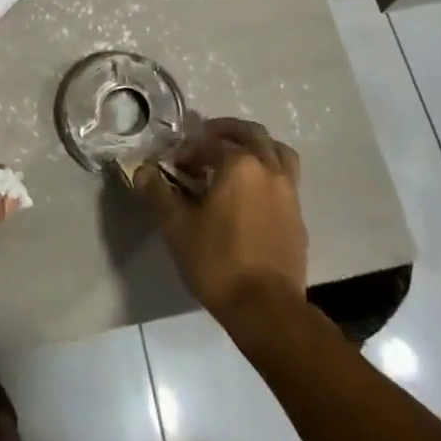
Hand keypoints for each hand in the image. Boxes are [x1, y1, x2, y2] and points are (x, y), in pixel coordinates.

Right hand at [135, 117, 307, 327]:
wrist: (266, 308)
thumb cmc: (217, 261)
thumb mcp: (177, 227)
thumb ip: (158, 193)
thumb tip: (142, 170)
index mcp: (240, 165)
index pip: (210, 142)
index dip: (189, 150)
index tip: (174, 166)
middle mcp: (269, 169)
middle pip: (251, 134)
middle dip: (226, 132)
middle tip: (206, 140)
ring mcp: (289, 192)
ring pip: (277, 151)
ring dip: (256, 146)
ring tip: (237, 158)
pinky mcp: (298, 216)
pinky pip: (286, 179)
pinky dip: (269, 172)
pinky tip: (252, 194)